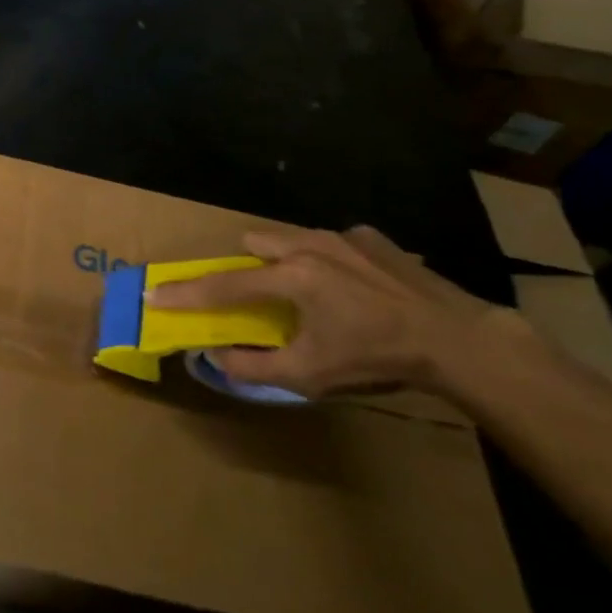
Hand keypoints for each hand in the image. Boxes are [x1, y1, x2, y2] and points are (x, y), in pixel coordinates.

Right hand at [145, 225, 512, 399]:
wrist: (457, 340)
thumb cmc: (376, 357)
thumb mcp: (310, 375)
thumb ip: (253, 367)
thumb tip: (215, 358)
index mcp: (290, 278)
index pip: (222, 286)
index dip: (184, 293)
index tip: (154, 294)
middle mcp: (309, 246)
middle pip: (255, 243)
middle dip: (246, 266)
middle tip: (258, 297)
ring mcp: (344, 237)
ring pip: (292, 237)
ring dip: (284, 260)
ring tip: (308, 293)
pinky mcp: (373, 238)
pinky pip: (332, 241)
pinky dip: (328, 260)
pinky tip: (353, 287)